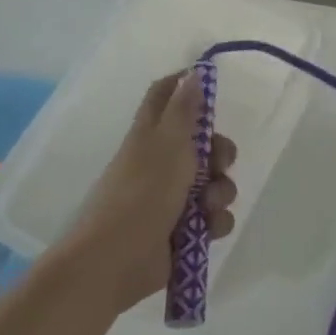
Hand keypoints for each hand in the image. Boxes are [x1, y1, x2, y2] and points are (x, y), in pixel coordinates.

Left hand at [55, 69, 237, 314]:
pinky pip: (213, 217)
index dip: (185, 85)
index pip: (166, 95)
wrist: (115, 262)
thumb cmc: (141, 194)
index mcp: (152, 134)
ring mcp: (172, 197)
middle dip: (220, 152)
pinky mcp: (182, 230)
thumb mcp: (167, 144)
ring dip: (220, 192)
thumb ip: (184, 109)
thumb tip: (194, 72)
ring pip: (213, 182)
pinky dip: (215, 222)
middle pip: (202, 143)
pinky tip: (207, 229)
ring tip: (208, 206)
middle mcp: (162, 161)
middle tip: (220, 163)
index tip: (211, 86)